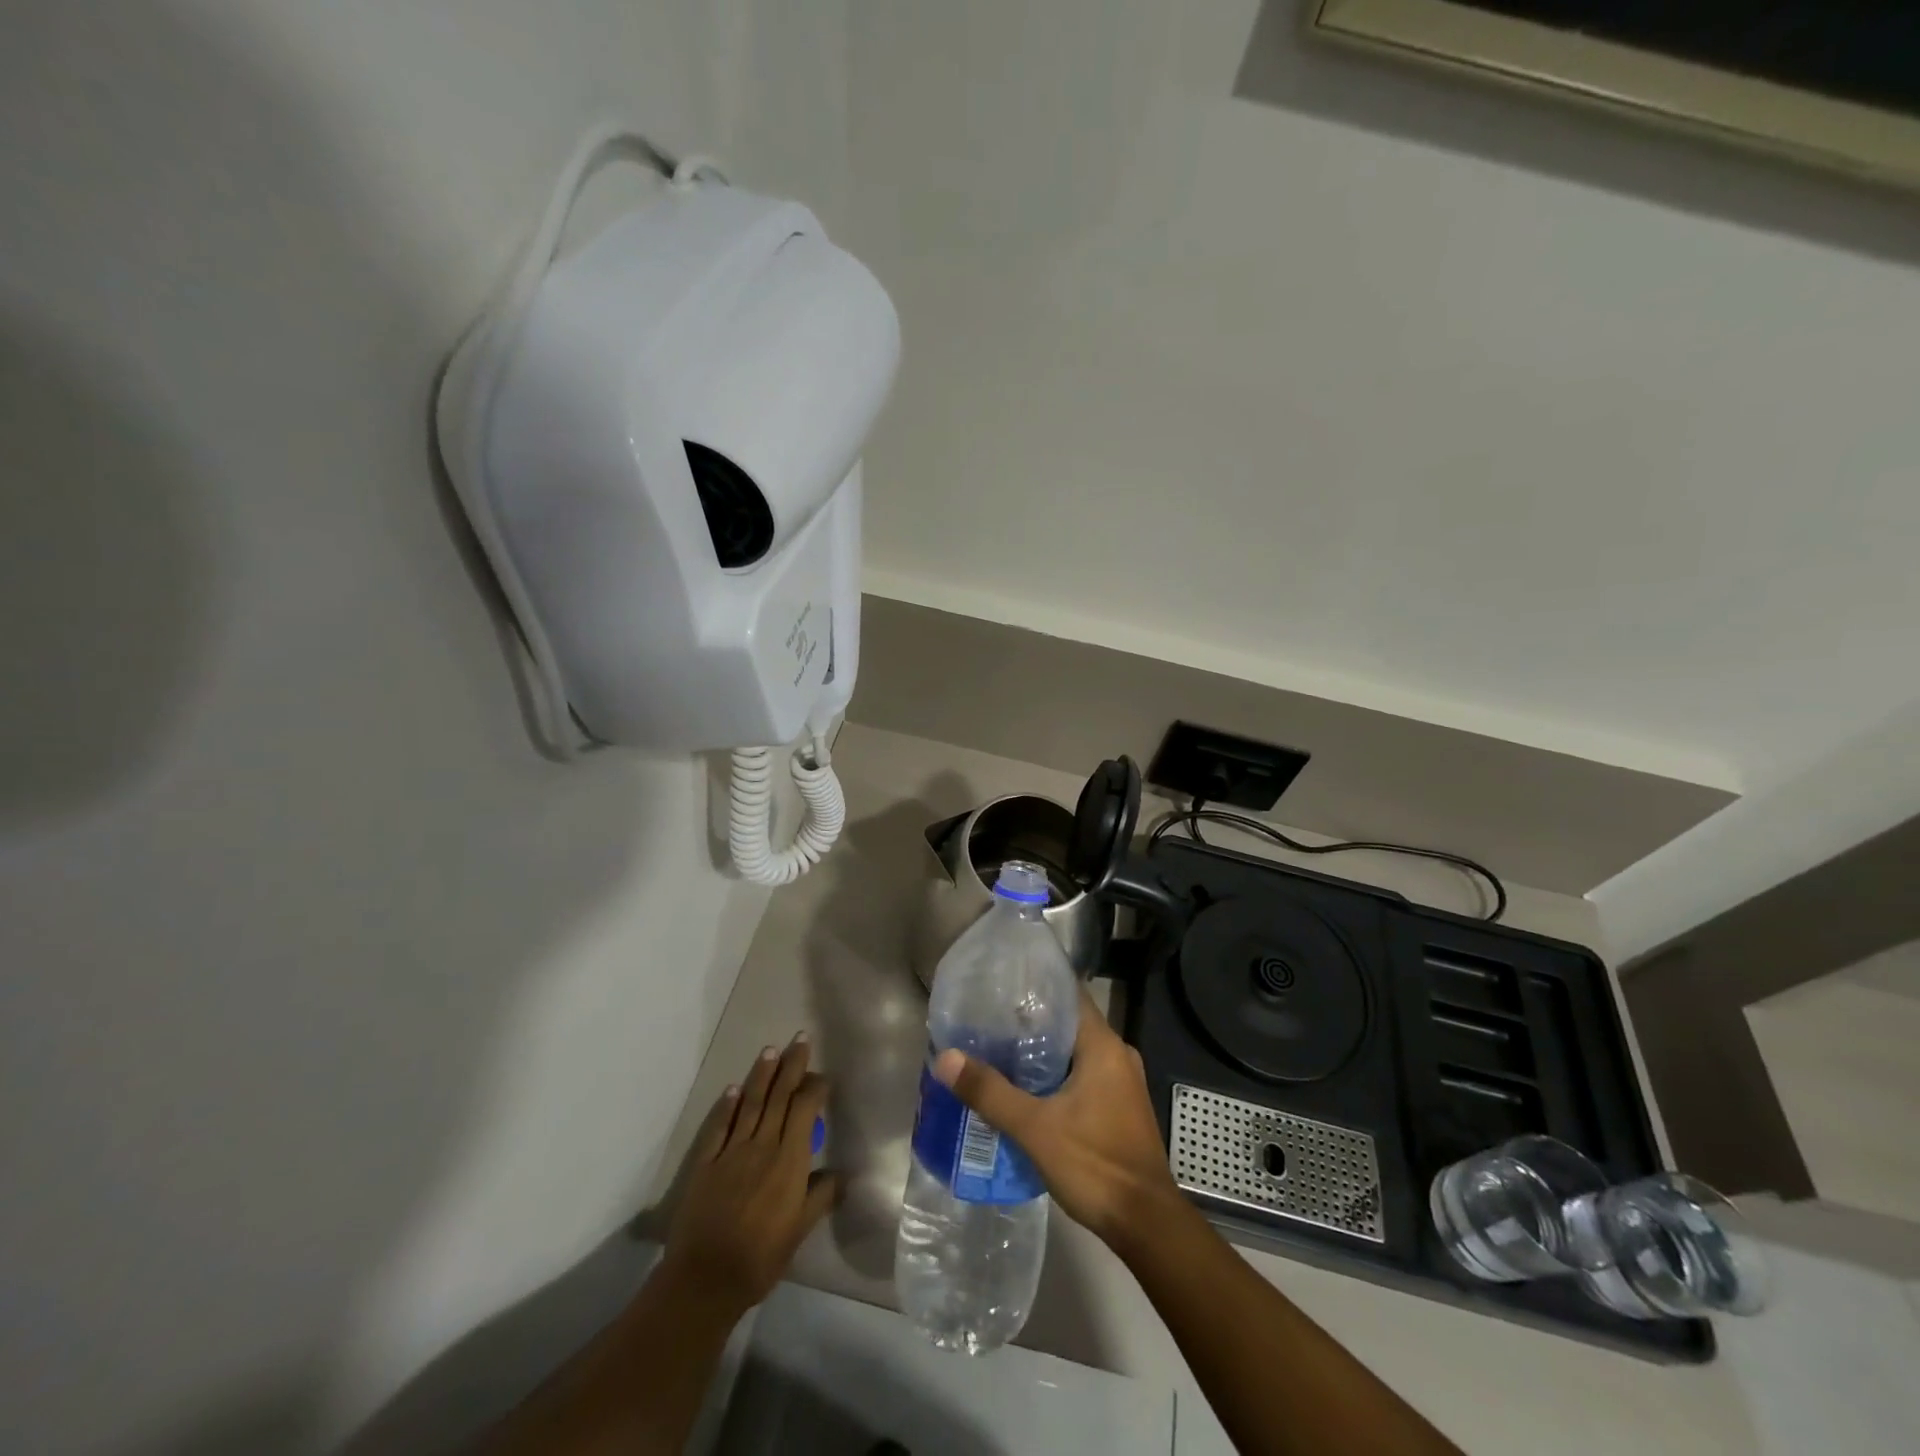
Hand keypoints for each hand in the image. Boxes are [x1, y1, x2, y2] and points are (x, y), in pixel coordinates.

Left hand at [661, 1034, 837, 1317]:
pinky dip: (727, 1106)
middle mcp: (762, 1145)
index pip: (804, 1109)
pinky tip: (733, 1089)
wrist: (705, 1279)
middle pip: (779, 1096)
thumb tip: (840, 1174)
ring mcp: (732, 1151)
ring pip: (751, 1103)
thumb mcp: (800, 1231)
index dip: (815, 1088)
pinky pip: (719, 1127)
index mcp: (789, 1160)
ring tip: (770, 1051)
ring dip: (761, 1075)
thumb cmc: (761, 1257)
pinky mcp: (706, 1163)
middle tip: (800, 1039)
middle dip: (792, 1066)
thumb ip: (820, 1197)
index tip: (823, 1076)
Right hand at [932, 991, 1181, 1255]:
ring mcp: (1122, 1083)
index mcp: (1103, 1046)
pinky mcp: (1120, 1108)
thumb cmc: (1095, 1164)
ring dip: (1042, 1054)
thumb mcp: (1035, 1128)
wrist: (1147, 1225)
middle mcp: (1117, 1055)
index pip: (1069, 995)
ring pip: (1075, 1054)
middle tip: (989, 1022)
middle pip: (1069, 1024)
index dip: (1037, 986)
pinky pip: (1083, 1077)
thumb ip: (990, 1092)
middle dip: (1031, 1023)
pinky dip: (1056, 1077)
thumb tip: (945, 1058)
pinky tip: (1026, 1091)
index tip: (1002, 985)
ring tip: (999, 1053)